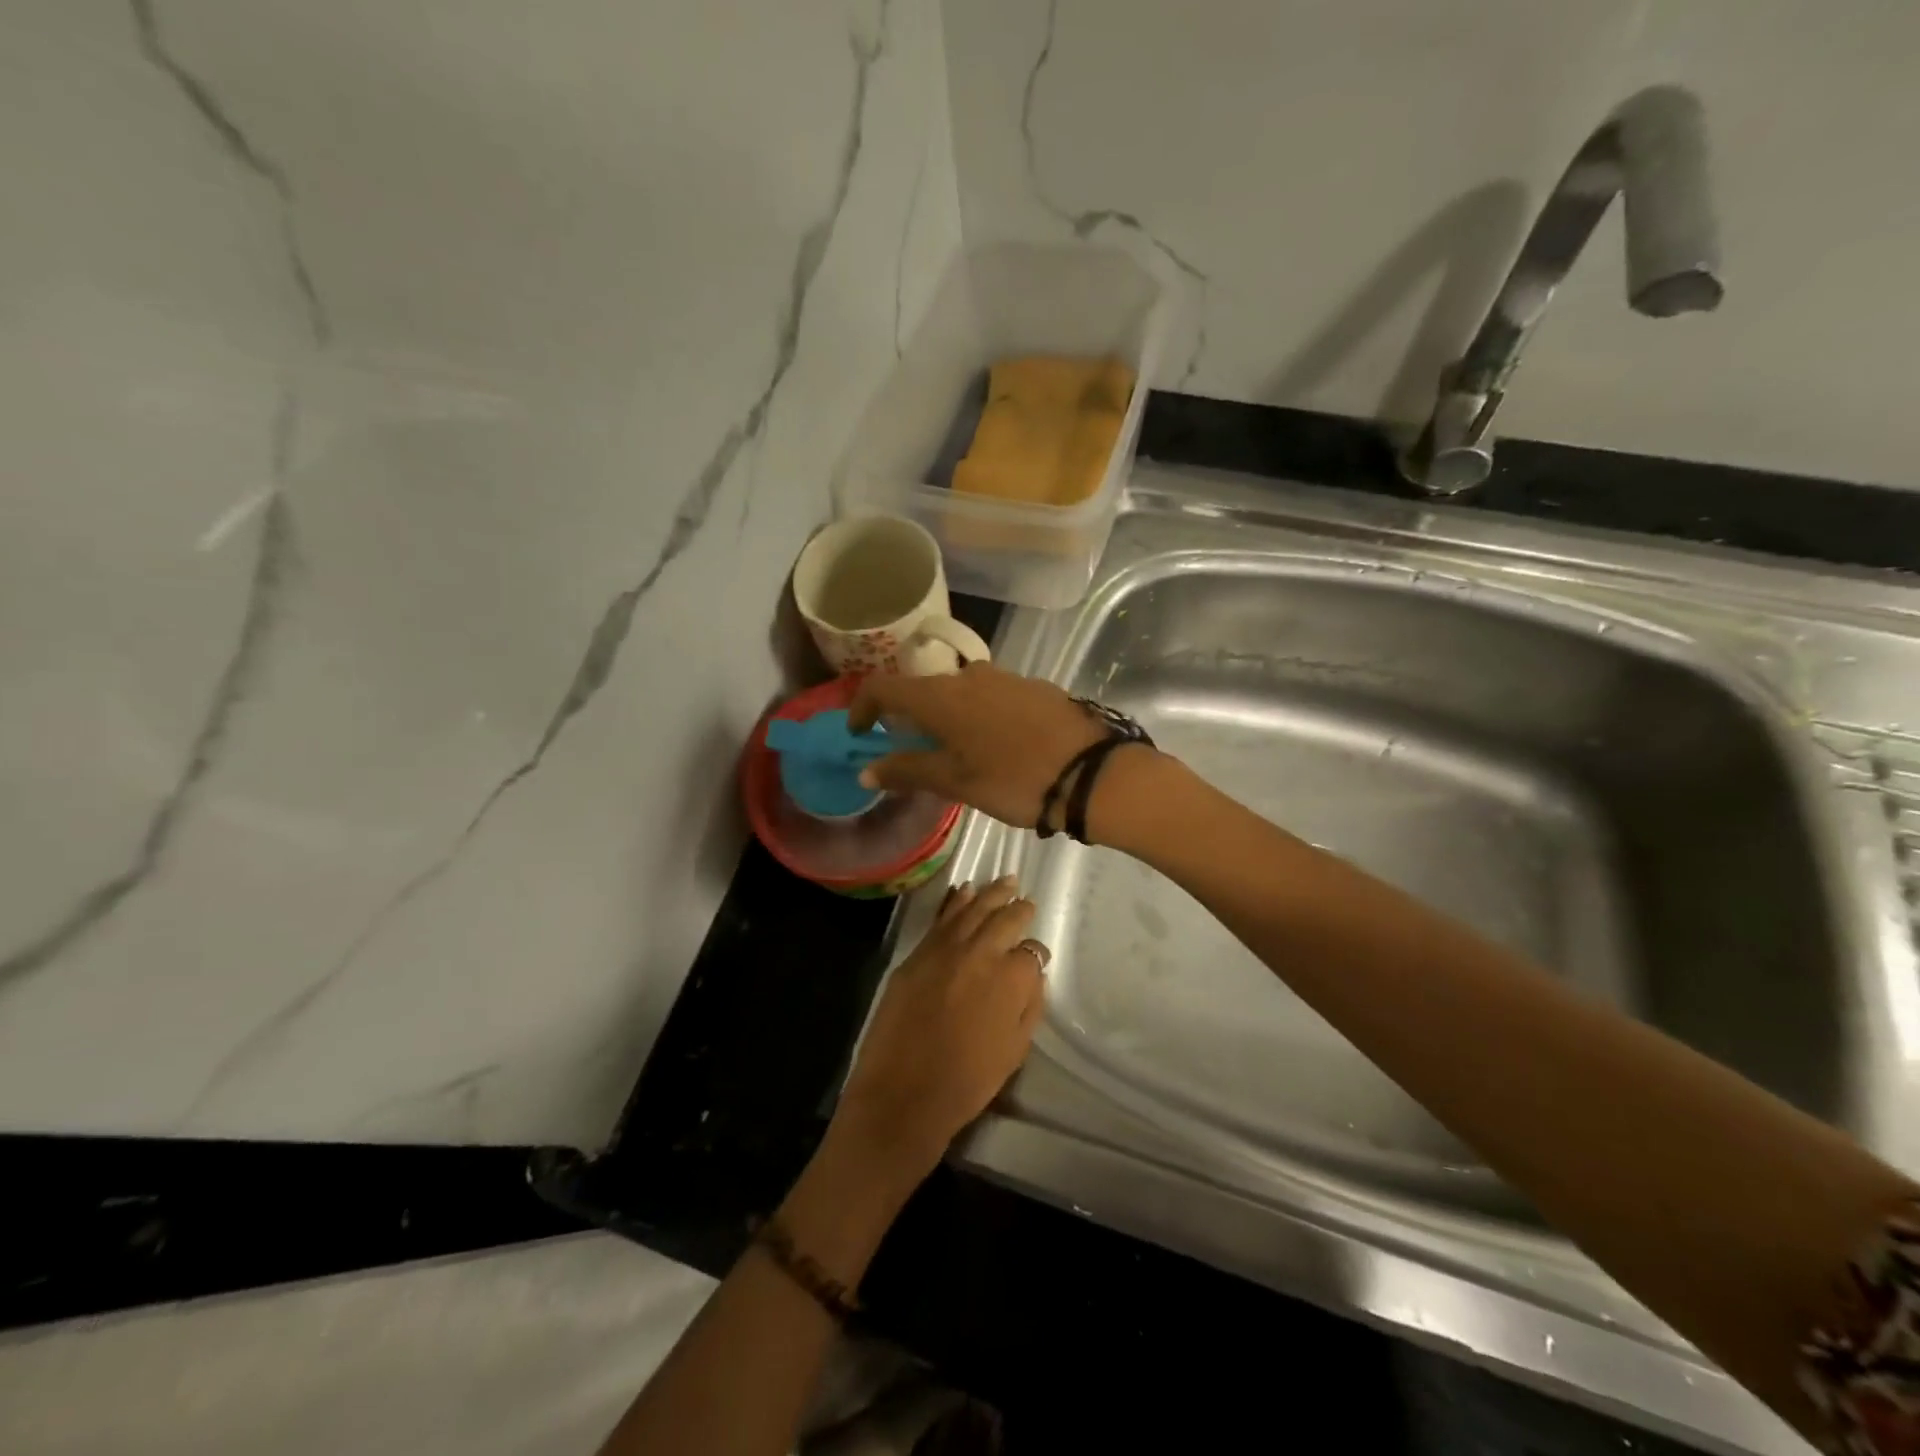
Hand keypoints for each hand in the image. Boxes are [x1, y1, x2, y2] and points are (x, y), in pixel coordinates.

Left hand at [830, 877, 1049, 1182]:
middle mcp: (981, 952)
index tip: (1035, 958)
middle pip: (1004, 918)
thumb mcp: (1015, 1050)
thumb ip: (1029, 1005)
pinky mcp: (917, 953)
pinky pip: (941, 918)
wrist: (903, 1094)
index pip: (1031, 952)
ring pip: (972, 909)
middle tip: (1025, 900)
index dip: (1035, 955)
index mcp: (1011, 977)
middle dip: (1018, 908)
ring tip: (1004, 880)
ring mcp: (945, 948)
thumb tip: (1032, 975)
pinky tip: (962, 890)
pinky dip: (955, 901)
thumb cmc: (967, 1081)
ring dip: (990, 894)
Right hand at [850, 664, 1106, 828]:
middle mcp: (968, 676)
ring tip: (961, 754)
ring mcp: (1004, 677)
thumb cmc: (1014, 780)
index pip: (884, 687)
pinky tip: (999, 745)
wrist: (1092, 772)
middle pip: (924, 689)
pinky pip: (991, 696)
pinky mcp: (1034, 686)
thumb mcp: (956, 782)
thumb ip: (907, 771)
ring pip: (960, 692)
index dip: (863, 707)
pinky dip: (980, 715)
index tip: (861, 733)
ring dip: (949, 717)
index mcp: (941, 697)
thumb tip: (866, 771)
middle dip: (911, 718)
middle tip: (915, 753)